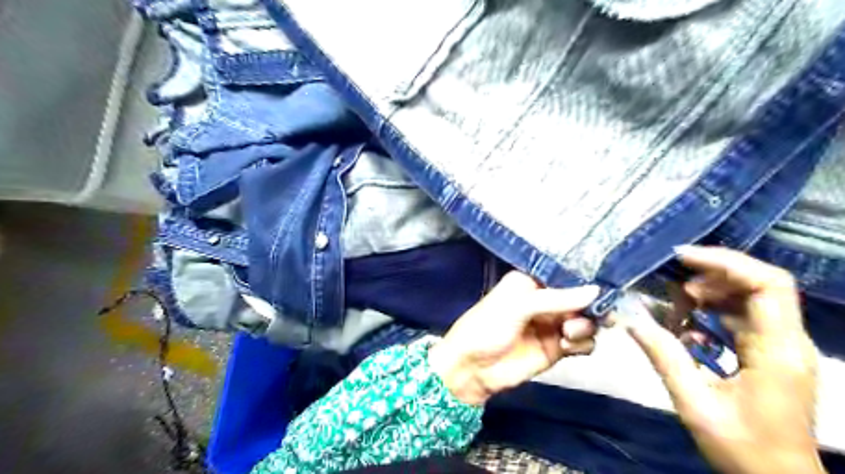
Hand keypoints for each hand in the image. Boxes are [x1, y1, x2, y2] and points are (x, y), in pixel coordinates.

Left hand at [429, 272, 599, 404]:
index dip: (584, 278)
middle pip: (581, 299)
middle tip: (599, 315)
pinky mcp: (557, 348)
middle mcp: (546, 300)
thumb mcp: (519, 306)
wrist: (473, 368)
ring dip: (585, 326)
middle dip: (590, 306)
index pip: (565, 275)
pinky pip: (582, 343)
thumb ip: (557, 299)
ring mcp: (552, 324)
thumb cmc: (488, 326)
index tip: (604, 283)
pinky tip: (566, 346)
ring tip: (567, 333)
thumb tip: (596, 290)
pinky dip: (581, 344)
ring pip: (585, 321)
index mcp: (532, 282)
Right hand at [626, 246, 826, 471]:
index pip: (768, 285)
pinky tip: (688, 325)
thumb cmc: (743, 448)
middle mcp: (788, 341)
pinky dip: (713, 312)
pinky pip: (743, 317)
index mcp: (778, 351)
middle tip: (672, 286)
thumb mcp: (694, 403)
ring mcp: (782, 347)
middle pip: (759, 284)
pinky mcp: (772, 353)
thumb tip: (630, 319)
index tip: (682, 258)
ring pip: (750, 298)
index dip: (725, 262)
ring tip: (676, 306)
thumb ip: (663, 356)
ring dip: (710, 293)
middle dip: (711, 275)